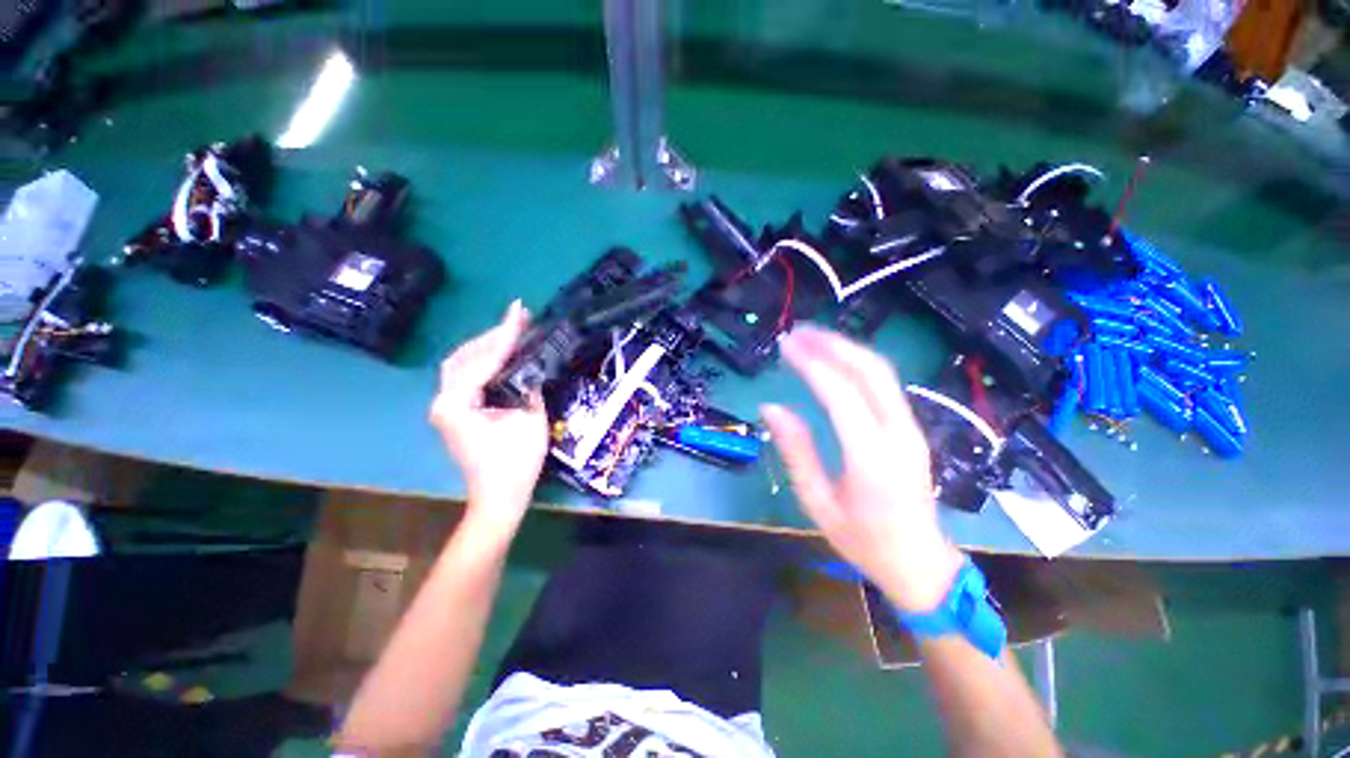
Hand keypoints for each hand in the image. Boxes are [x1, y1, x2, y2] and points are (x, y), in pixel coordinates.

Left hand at [430, 301, 548, 539]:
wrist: (499, 498)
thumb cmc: (516, 463)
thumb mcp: (530, 421)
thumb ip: (528, 388)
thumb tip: (529, 367)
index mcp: (457, 404)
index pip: (483, 359)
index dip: (505, 334)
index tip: (519, 311)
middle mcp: (443, 401)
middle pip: (463, 355)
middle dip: (492, 335)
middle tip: (518, 318)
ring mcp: (446, 407)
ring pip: (460, 363)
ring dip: (485, 346)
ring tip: (511, 331)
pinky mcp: (454, 412)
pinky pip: (465, 376)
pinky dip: (482, 361)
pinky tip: (500, 354)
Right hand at [761, 326, 964, 612]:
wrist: (921, 562)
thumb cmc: (864, 540)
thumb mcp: (818, 503)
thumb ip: (796, 451)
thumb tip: (771, 407)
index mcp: (872, 458)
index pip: (841, 395)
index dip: (811, 364)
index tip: (785, 346)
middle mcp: (899, 434)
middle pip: (870, 371)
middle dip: (832, 344)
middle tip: (797, 332)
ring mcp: (911, 428)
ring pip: (881, 372)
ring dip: (845, 348)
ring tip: (811, 337)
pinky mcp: (911, 428)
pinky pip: (884, 384)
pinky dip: (856, 363)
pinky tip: (834, 359)